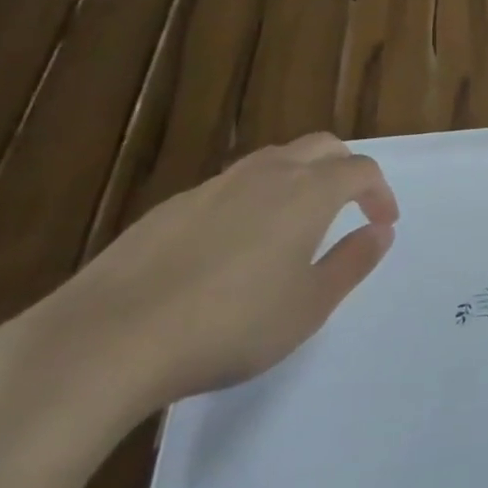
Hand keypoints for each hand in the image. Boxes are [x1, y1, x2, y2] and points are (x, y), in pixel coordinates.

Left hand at [25, 134, 399, 415]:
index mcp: (308, 192)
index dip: (380, 193)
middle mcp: (266, 174)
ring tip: (297, 224)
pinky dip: (253, 199)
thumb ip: (352, 262)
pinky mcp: (170, 208)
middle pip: (320, 147)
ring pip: (272, 160)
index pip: (360, 170)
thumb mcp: (310, 305)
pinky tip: (234, 248)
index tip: (382, 224)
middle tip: (351, 207)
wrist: (105, 341)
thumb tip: (380, 232)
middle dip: (345, 168)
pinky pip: (230, 186)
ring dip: (299, 178)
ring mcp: (213, 187)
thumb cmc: (230, 325)